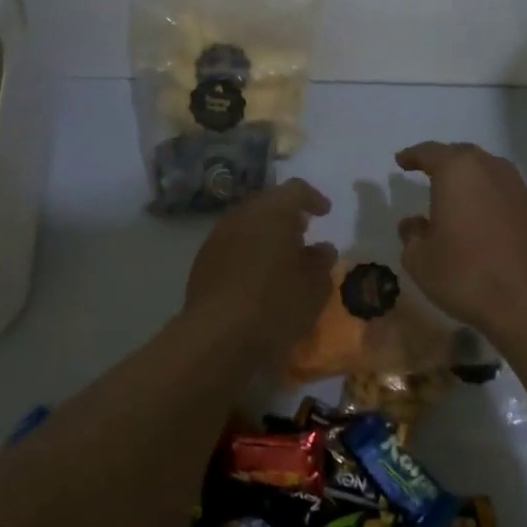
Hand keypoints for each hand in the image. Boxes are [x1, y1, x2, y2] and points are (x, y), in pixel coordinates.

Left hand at [184, 179, 337, 357]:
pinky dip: (247, 251)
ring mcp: (217, 237)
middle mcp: (242, 216)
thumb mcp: (314, 288)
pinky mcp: (202, 261)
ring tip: (281, 258)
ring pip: (247, 224)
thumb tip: (322, 250)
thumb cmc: (275, 305)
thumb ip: (322, 263)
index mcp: (272, 212)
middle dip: (287, 216)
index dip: (313, 198)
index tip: (324, 213)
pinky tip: (256, 276)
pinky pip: (231, 245)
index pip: (295, 190)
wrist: (217, 336)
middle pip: (267, 204)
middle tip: (303, 234)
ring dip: (265, 234)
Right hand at [394, 142, 526, 338]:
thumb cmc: (466, 276)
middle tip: (429, 171)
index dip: (414, 155)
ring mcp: (519, 190)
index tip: (402, 161)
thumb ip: (412, 236)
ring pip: (489, 172)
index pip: (431, 152)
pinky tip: (482, 220)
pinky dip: (489, 199)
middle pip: (464, 155)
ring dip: (470, 179)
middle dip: (444, 161)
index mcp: (458, 173)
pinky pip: (506, 194)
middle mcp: (492, 171)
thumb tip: (414, 224)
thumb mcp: (421, 260)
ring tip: (456, 195)